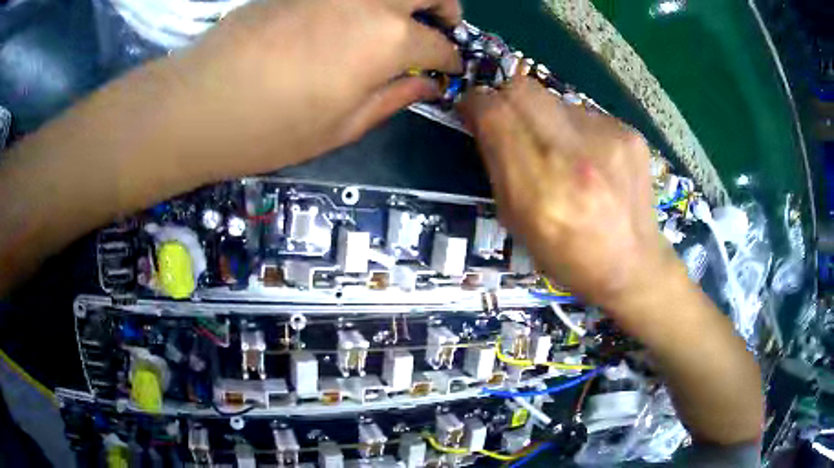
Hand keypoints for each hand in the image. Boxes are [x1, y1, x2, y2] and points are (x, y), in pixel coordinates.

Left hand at [159, 0, 462, 179]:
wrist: (199, 103)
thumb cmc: (273, 127)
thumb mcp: (342, 126)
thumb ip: (393, 98)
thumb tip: (427, 85)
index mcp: (387, 41)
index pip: (439, 46)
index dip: (451, 60)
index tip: (450, 69)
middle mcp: (370, 2)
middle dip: (446, 8)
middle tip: (439, 28)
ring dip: (406, 1)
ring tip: (398, 22)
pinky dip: (365, 2)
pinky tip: (352, 19)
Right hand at [458, 77, 678, 309]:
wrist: (633, 263)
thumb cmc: (568, 255)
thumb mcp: (517, 221)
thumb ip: (498, 166)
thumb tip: (484, 121)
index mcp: (541, 189)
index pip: (495, 113)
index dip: (476, 104)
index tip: (473, 110)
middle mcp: (575, 156)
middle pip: (522, 89)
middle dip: (506, 99)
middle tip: (511, 122)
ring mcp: (609, 139)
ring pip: (554, 99)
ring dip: (545, 118)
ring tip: (560, 152)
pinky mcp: (629, 134)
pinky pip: (585, 114)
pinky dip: (576, 129)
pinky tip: (590, 159)